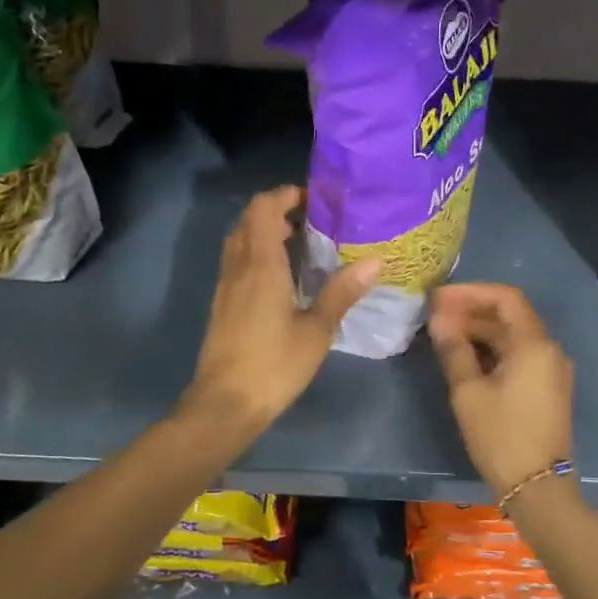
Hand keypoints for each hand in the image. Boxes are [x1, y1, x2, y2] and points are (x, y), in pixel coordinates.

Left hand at [181, 186, 379, 439]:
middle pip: (249, 219)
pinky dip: (257, 254)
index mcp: (261, 265)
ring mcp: (226, 285)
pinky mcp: (222, 304)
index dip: (285, 194)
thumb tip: (375, 261)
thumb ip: (342, 293)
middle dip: (278, 211)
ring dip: (265, 232)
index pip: (264, 208)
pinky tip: (282, 279)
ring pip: (240, 241)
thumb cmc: (274, 365)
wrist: (224, 404)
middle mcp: (238, 266)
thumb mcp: (316, 330)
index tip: (314, 200)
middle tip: (312, 223)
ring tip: (301, 247)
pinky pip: (237, 262)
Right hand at [428, 283, 575, 498]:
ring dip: (480, 331)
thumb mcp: (469, 392)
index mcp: (534, 344)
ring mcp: (551, 370)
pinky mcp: (546, 388)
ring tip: (444, 334)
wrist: (538, 488)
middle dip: (472, 311)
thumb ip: (454, 349)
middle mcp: (549, 350)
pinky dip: (492, 350)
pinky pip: (519, 355)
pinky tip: (465, 356)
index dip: (471, 292)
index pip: (506, 298)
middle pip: (510, 315)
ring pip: (513, 337)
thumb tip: (439, 320)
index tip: (439, 298)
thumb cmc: (501, 436)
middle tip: (435, 315)